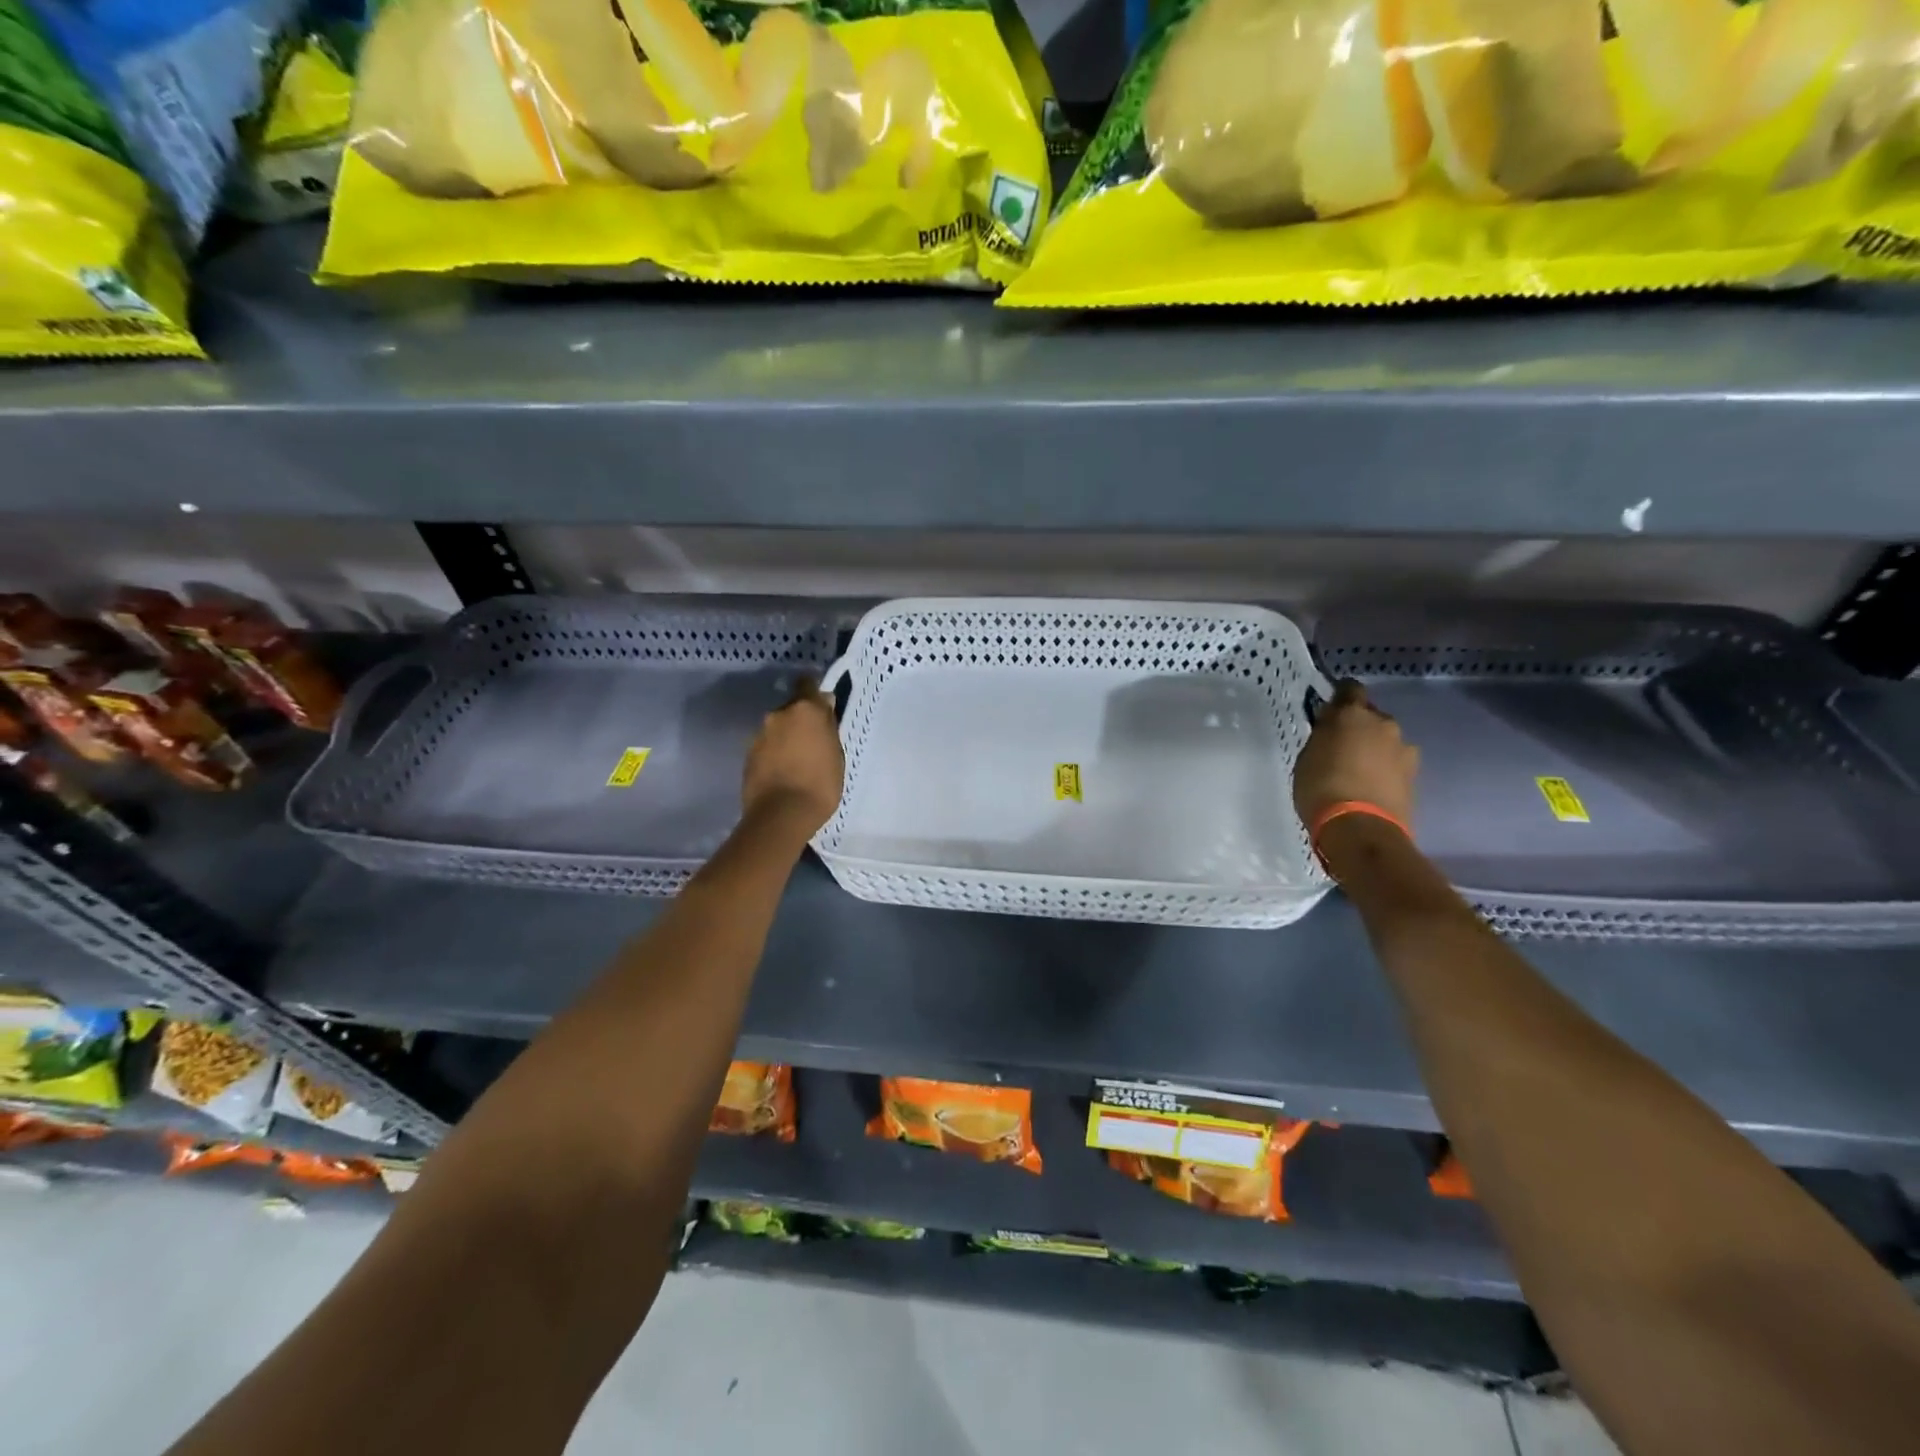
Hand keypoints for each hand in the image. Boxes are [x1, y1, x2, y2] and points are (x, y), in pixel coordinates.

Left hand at [741, 678, 843, 840]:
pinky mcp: (748, 755)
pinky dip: (774, 754)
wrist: (781, 815)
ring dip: (785, 738)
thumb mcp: (836, 754)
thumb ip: (827, 727)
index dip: (814, 693)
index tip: (822, 706)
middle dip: (800, 721)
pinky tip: (782, 772)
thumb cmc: (820, 784)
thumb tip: (824, 708)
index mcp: (805, 710)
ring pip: (777, 729)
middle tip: (812, 742)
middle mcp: (778, 715)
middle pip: (791, 709)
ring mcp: (759, 735)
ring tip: (796, 761)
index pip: (807, 684)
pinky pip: (766, 747)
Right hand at [1293, 680, 1418, 831]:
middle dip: (1359, 727)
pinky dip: (1385, 769)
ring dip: (1374, 749)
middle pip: (1371, 717)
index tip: (1331, 709)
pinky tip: (1372, 786)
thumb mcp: (1307, 758)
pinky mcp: (1415, 775)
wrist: (1361, 829)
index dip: (1340, 696)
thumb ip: (1323, 737)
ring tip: (1358, 771)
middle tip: (1341, 747)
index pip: (1349, 689)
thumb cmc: (1321, 788)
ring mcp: (1403, 749)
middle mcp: (1383, 724)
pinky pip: (1395, 763)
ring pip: (1386, 741)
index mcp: (1352, 714)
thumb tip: (1331, 729)